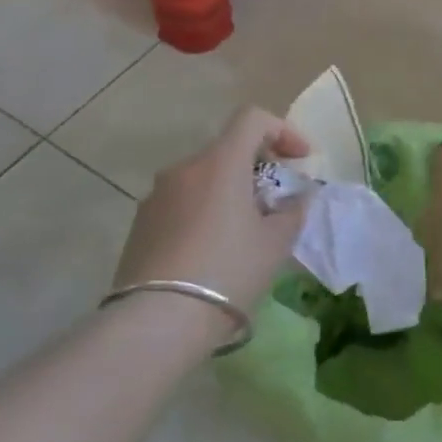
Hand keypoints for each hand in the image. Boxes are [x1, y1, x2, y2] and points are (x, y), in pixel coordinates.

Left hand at [112, 107, 311, 320]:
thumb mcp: (275, 244)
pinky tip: (212, 252)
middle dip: (258, 169)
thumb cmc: (227, 271)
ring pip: (204, 179)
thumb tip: (296, 199)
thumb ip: (293, 212)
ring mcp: (157, 195)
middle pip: (228, 150)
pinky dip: (204, 212)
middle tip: (276, 204)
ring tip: (244, 233)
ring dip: (229, 192)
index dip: (283, 131)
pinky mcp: (140, 223)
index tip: (300, 161)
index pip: (252, 119)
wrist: (156, 321)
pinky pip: (182, 204)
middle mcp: (185, 168)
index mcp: (220, 162)